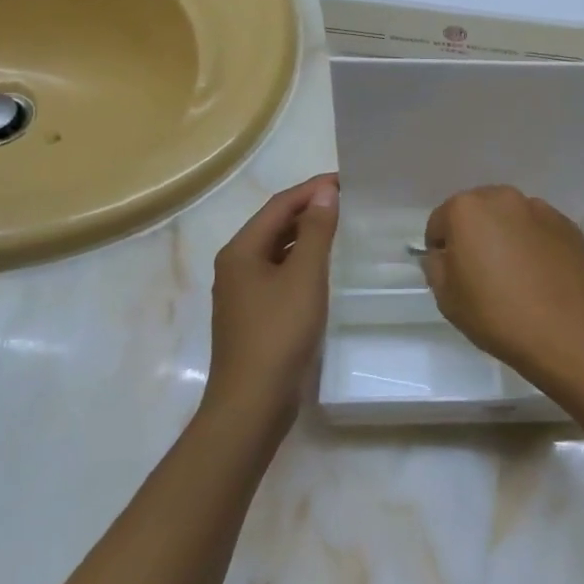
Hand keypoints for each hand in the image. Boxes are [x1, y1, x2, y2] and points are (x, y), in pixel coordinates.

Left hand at [206, 173, 337, 431]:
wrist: (252, 403)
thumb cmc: (279, 332)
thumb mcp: (304, 276)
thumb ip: (316, 231)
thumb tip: (325, 191)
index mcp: (241, 251)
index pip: (278, 205)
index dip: (311, 189)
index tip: (346, 181)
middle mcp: (236, 266)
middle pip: (274, 225)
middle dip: (308, 209)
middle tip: (347, 202)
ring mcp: (242, 293)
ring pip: (276, 251)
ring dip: (305, 236)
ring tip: (340, 228)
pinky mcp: (253, 316)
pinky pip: (278, 274)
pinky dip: (300, 262)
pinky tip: (323, 269)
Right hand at [419, 185, 583, 382]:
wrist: (567, 331)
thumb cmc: (497, 314)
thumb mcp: (446, 298)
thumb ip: (436, 266)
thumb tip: (445, 255)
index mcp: (467, 209)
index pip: (440, 222)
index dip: (441, 249)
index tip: (450, 274)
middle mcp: (503, 198)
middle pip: (478, 211)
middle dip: (474, 234)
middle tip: (481, 271)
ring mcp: (540, 209)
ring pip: (511, 218)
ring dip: (506, 235)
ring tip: (515, 273)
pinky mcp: (568, 225)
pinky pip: (539, 230)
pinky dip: (534, 243)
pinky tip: (540, 275)